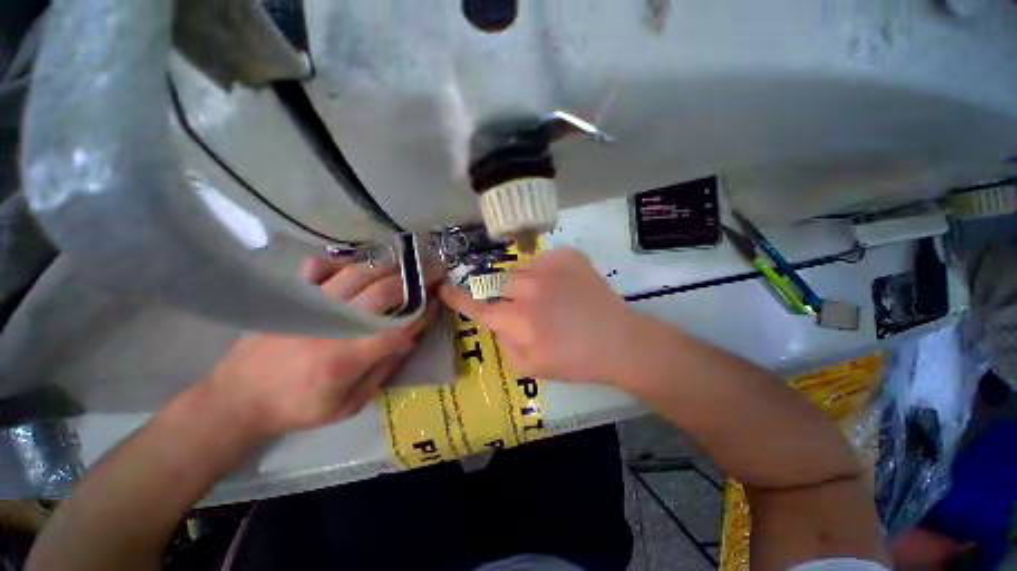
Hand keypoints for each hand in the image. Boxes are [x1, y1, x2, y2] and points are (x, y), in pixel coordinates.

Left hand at [209, 257, 440, 436]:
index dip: (422, 315)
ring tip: (405, 267)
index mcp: (345, 358)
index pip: (398, 329)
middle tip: (433, 273)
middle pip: (382, 293)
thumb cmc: (298, 408)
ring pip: (357, 274)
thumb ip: (381, 372)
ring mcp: (311, 306)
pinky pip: (318, 268)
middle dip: (415, 282)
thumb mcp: (347, 406)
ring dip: (387, 268)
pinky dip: (339, 262)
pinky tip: (354, 266)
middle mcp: (331, 325)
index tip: (438, 303)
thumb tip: (408, 341)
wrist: (238, 399)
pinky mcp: (294, 299)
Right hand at [440, 247, 638, 383]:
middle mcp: (531, 289)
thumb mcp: (530, 368)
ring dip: (527, 284)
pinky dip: (547, 273)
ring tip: (551, 298)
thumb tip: (496, 321)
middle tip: (527, 307)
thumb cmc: (575, 360)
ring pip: (520, 270)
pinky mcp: (569, 256)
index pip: (479, 306)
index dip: (458, 298)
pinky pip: (543, 260)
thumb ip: (503, 343)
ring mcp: (550, 267)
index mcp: (521, 321)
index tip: (443, 288)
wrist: (619, 341)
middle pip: (498, 283)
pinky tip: (565, 287)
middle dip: (505, 295)